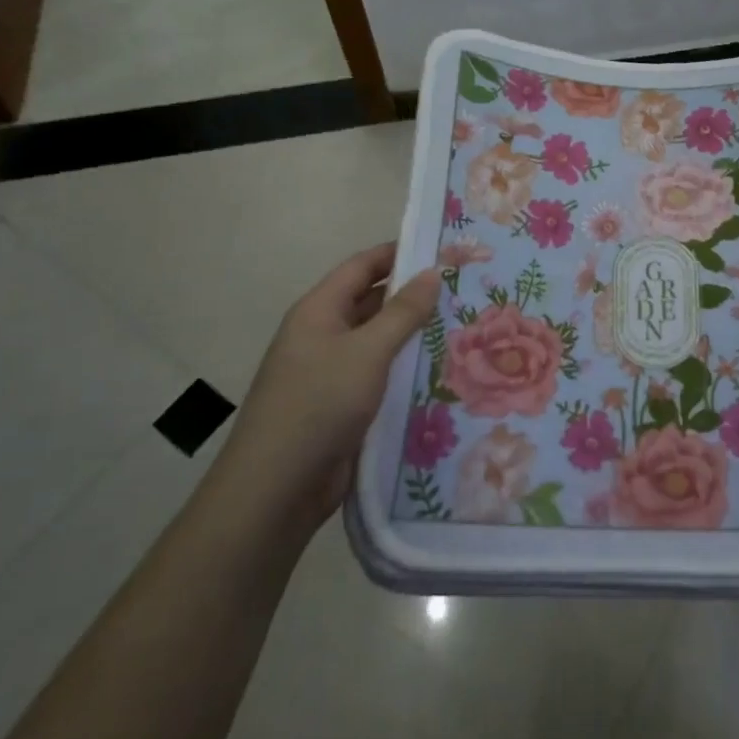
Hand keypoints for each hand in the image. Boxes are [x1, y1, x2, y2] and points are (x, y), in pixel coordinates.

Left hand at [210, 243, 439, 534]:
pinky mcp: (340, 405)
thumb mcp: (368, 351)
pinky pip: (377, 375)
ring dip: (412, 334)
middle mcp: (322, 334)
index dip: (399, 252)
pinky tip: (440, 370)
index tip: (443, 248)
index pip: (362, 266)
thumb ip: (403, 311)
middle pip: (371, 301)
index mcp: (319, 310)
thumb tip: (432, 272)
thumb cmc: (319, 404)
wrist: (275, 489)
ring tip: (463, 326)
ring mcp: (329, 372)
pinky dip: (404, 369)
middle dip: (412, 294)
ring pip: (377, 341)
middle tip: (463, 289)